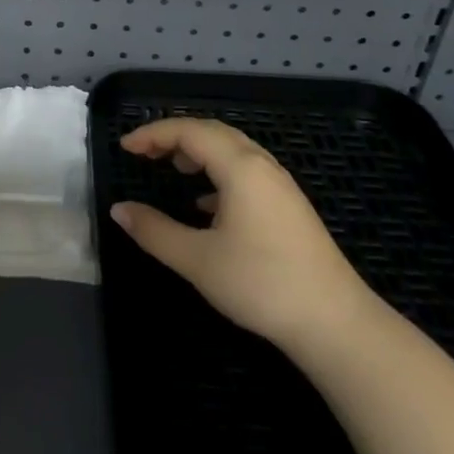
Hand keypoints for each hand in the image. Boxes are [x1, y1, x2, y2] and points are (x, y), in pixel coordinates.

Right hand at [110, 118, 373, 349]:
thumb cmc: (261, 284)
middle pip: (213, 132)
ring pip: (233, 150)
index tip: (125, 147)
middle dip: (174, 135)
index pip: (189, 131)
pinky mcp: (289, 206)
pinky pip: (247, 171)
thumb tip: (119, 210)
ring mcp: (281, 186)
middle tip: (144, 152)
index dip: (153, 133)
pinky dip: (219, 172)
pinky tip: (207, 205)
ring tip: (174, 168)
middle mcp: (262, 165)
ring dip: (199, 151)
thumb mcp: (197, 259)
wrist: (334, 322)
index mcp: (240, 167)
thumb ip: (154, 231)